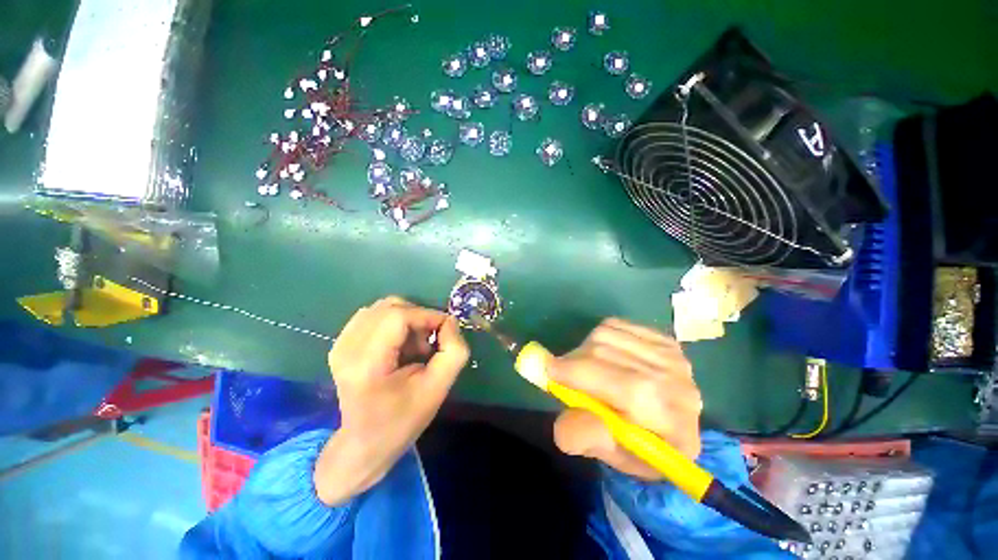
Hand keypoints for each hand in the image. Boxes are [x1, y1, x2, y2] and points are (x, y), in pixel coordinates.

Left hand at [314, 296, 468, 504]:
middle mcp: (346, 348)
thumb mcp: (438, 389)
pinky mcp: (340, 343)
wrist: (365, 443)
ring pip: (382, 307)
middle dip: (418, 317)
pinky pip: (374, 315)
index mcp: (366, 365)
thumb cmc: (403, 419)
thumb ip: (454, 351)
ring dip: (407, 319)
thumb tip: (449, 322)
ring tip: (414, 346)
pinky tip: (399, 345)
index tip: (445, 330)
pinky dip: (394, 322)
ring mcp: (339, 344)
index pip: (398, 316)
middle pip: (390, 307)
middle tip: (429, 343)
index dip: (427, 315)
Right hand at [549, 318, 702, 480]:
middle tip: (563, 375)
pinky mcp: (662, 338)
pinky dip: (598, 338)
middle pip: (608, 354)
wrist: (669, 430)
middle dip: (574, 362)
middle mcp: (679, 384)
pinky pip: (614, 325)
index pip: (626, 387)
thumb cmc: (636, 449)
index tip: (547, 369)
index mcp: (673, 425)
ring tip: (586, 368)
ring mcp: (673, 356)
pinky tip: (604, 356)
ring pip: (606, 334)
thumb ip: (581, 435)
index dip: (579, 374)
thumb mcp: (606, 455)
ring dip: (584, 349)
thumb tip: (559, 390)